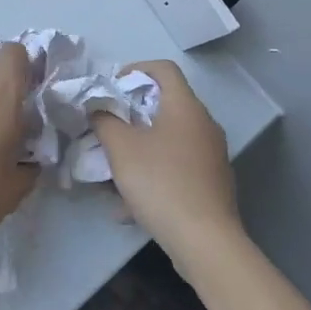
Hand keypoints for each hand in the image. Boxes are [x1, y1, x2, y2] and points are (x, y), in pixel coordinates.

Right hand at [91, 60, 241, 273]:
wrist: (205, 240)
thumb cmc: (161, 182)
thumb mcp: (120, 148)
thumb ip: (104, 120)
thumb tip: (98, 107)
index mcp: (185, 107)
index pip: (164, 69)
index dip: (135, 69)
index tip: (111, 88)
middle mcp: (204, 124)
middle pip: (165, 104)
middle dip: (131, 114)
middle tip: (107, 128)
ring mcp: (211, 155)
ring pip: (169, 139)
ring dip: (139, 148)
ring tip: (113, 171)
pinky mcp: (212, 183)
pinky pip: (176, 168)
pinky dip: (153, 175)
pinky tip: (128, 207)